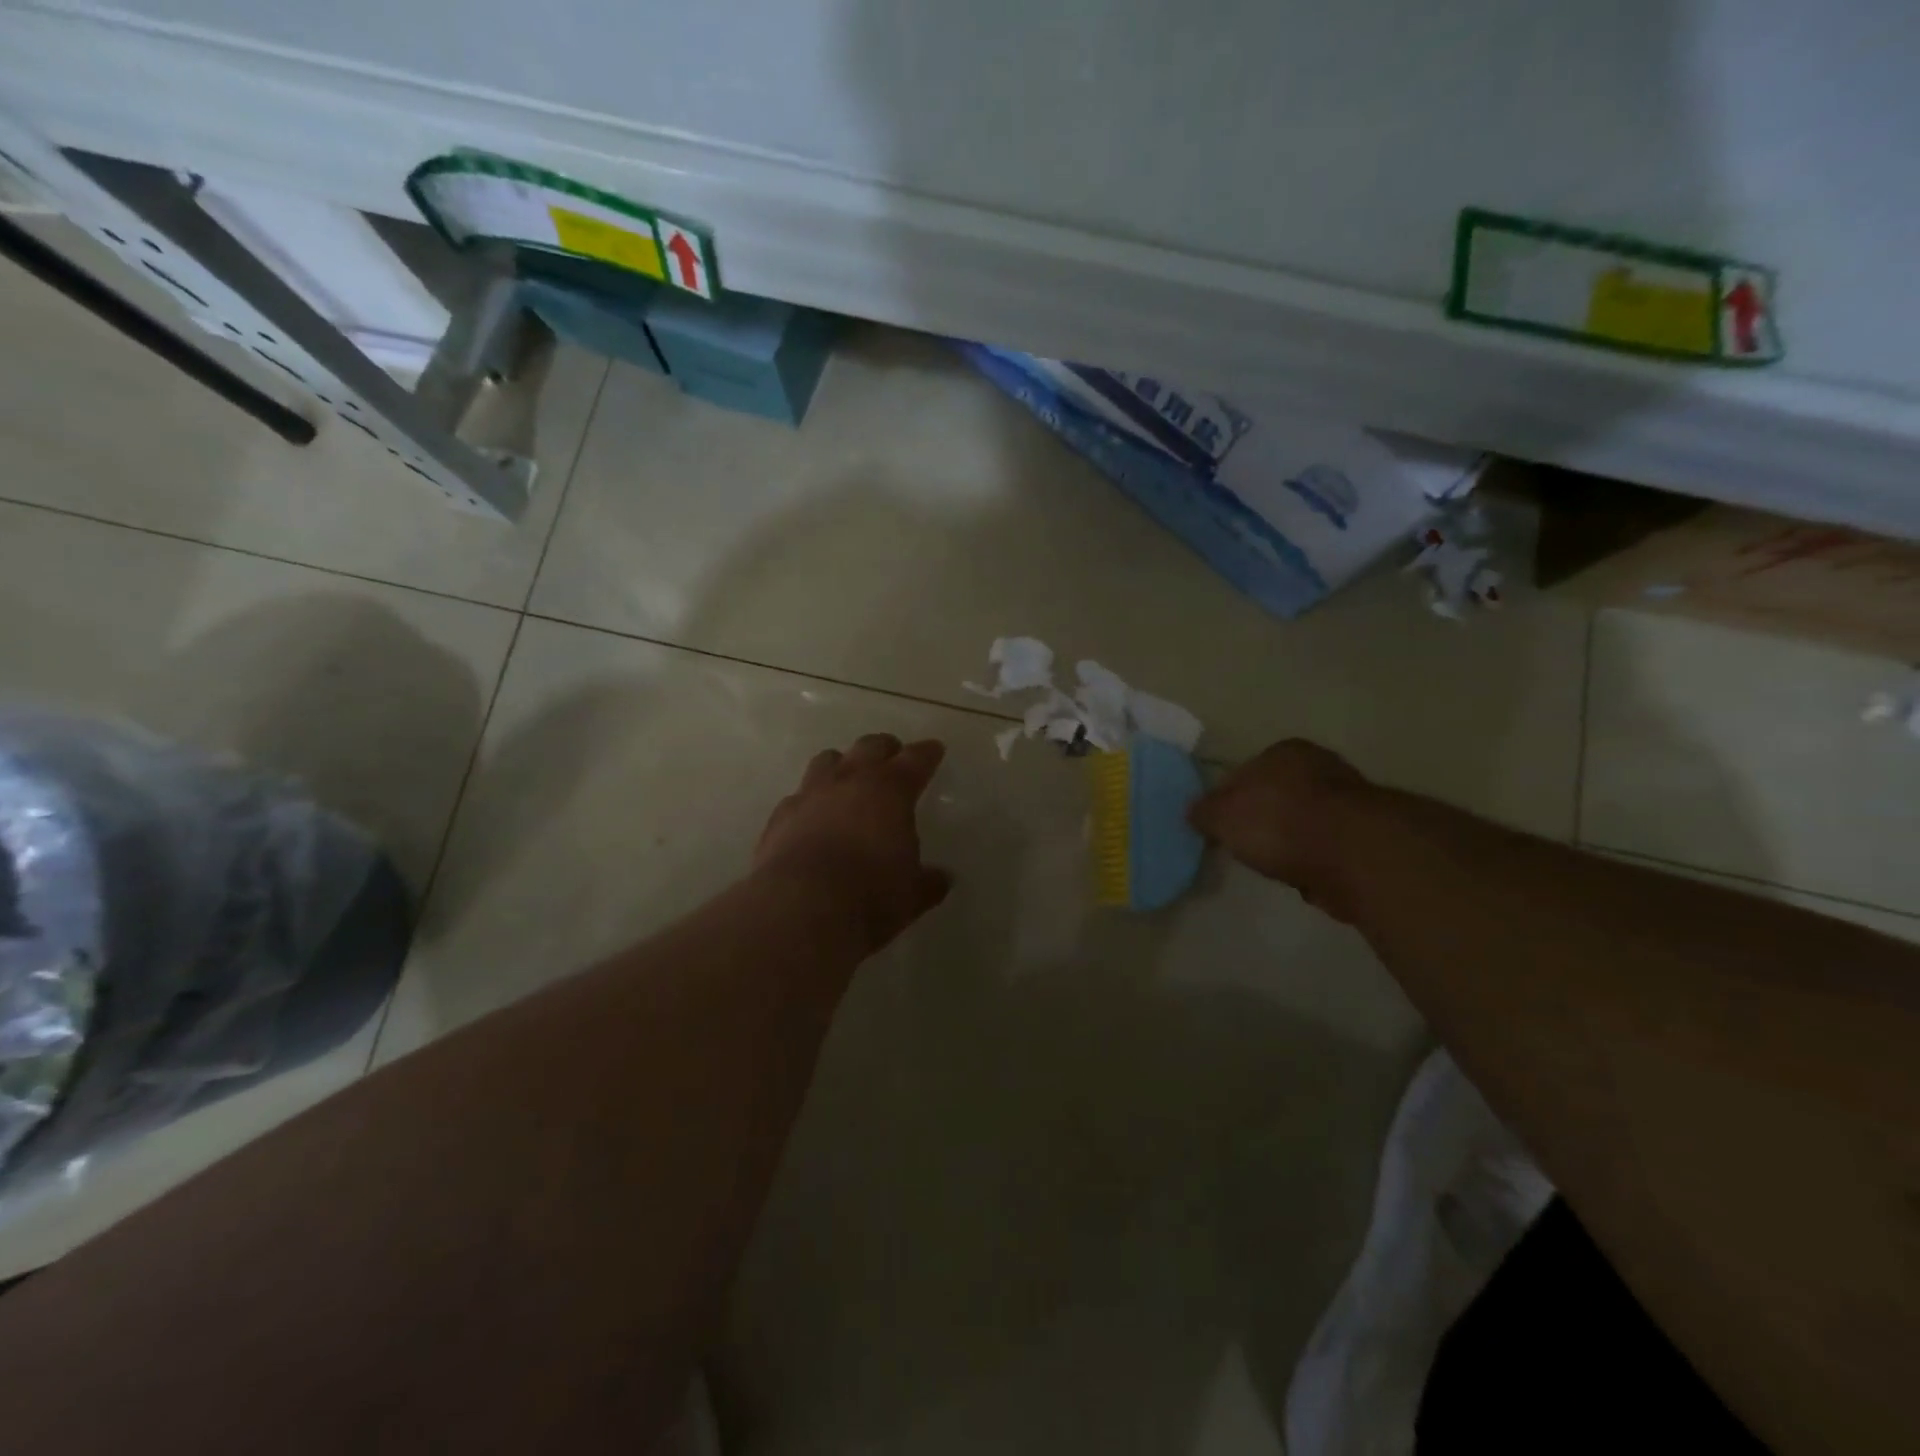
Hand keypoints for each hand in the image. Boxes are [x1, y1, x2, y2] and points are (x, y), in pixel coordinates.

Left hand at [754, 733, 952, 953]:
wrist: (800, 908)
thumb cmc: (871, 896)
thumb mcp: (911, 894)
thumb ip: (928, 882)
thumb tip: (942, 879)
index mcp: (891, 790)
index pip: (916, 759)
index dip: (927, 753)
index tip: (934, 749)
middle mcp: (850, 780)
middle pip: (870, 746)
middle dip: (885, 749)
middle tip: (893, 759)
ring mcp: (811, 794)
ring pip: (828, 760)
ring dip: (843, 765)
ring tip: (849, 780)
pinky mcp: (781, 815)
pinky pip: (799, 796)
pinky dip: (811, 801)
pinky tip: (813, 818)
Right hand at [1188, 739, 1368, 912]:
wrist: (1353, 854)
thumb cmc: (1278, 822)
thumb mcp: (1221, 816)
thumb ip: (1204, 812)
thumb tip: (1194, 812)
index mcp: (1284, 751)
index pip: (1246, 771)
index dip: (1229, 799)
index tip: (1221, 826)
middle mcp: (1321, 765)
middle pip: (1279, 795)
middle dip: (1264, 819)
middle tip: (1247, 846)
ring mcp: (1351, 800)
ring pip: (1306, 822)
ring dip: (1294, 842)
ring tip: (1277, 867)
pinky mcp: (1369, 835)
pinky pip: (1329, 848)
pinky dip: (1317, 861)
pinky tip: (1307, 877)